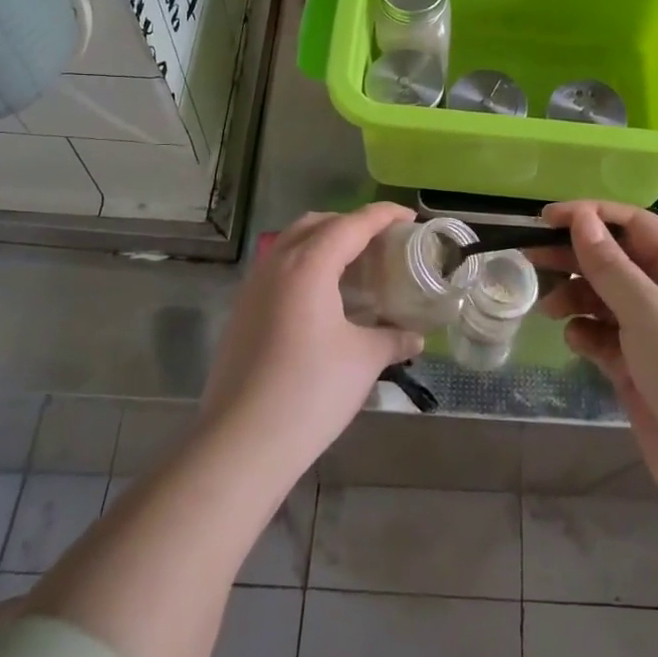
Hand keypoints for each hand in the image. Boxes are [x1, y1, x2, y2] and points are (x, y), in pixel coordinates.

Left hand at [202, 204, 424, 476]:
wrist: (242, 441)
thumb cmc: (311, 391)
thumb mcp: (363, 360)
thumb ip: (392, 339)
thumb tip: (415, 337)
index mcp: (308, 265)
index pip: (352, 224)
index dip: (383, 215)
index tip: (409, 216)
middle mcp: (276, 265)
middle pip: (316, 224)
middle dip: (350, 223)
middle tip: (381, 241)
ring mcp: (253, 288)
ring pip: (291, 244)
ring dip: (324, 243)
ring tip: (354, 266)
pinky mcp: (242, 312)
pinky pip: (278, 269)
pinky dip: (305, 266)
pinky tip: (323, 299)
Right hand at [538, 201, 657, 518]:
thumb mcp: (647, 308)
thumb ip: (607, 264)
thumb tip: (581, 217)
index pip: (633, 225)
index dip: (590, 216)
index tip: (546, 219)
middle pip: (614, 261)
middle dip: (574, 258)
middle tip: (529, 258)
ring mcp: (654, 332)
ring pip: (604, 299)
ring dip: (575, 298)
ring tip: (549, 308)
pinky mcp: (638, 367)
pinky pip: (604, 337)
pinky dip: (586, 334)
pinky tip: (576, 341)